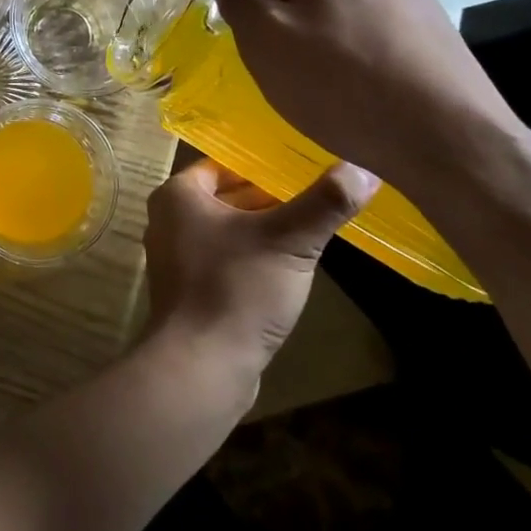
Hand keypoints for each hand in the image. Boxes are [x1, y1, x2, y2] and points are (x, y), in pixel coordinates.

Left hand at [144, 157, 377, 380]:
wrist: (202, 365)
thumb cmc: (237, 288)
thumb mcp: (289, 241)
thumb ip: (324, 203)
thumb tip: (363, 170)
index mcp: (177, 195)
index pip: (224, 166)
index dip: (263, 166)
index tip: (302, 168)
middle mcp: (167, 220)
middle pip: (226, 198)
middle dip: (267, 199)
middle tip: (314, 196)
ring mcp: (174, 258)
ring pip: (226, 231)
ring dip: (262, 231)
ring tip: (309, 228)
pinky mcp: (188, 291)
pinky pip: (223, 261)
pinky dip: (251, 258)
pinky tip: (286, 269)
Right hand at [214, 0, 524, 194]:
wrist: (447, 138)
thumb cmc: (340, 86)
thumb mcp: (264, 40)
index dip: (255, 6)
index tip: (266, 47)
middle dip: (292, 19)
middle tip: (295, 69)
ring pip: (342, 6)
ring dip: (328, 34)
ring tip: (335, 83)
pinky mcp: (436, 24)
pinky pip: (376, 27)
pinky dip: (363, 49)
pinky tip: (369, 86)